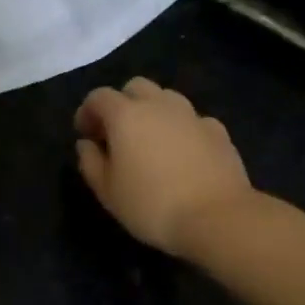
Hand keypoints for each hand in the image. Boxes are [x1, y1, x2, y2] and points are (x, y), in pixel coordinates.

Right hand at [74, 77, 254, 257]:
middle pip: (135, 87)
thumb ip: (91, 162)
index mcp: (126, 115)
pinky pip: (192, 119)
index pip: (99, 97)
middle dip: (122, 103)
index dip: (87, 112)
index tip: (85, 135)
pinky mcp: (218, 130)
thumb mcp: (108, 192)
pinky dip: (181, 128)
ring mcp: (192, 115)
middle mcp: (159, 105)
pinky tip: (182, 153)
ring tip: (150, 141)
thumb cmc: (151, 205)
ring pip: (166, 98)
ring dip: (153, 111)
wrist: (217, 218)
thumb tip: (86, 144)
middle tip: (117, 134)